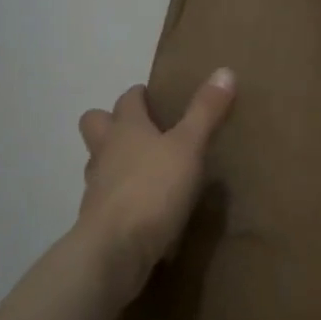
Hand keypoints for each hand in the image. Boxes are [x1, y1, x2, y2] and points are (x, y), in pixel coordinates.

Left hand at [76, 69, 235, 293]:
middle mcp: (105, 152)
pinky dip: (121, 197)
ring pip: (98, 162)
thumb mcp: (189, 147)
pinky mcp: (98, 219)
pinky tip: (143, 208)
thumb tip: (224, 70)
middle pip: (95, 124)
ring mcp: (96, 187)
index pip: (127, 100)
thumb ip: (205, 112)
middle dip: (112, 122)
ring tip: (144, 170)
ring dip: (115, 161)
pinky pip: (107, 198)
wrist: (116, 249)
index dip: (139, 96)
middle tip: (141, 131)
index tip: (153, 97)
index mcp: (126, 128)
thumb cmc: (153, 188)